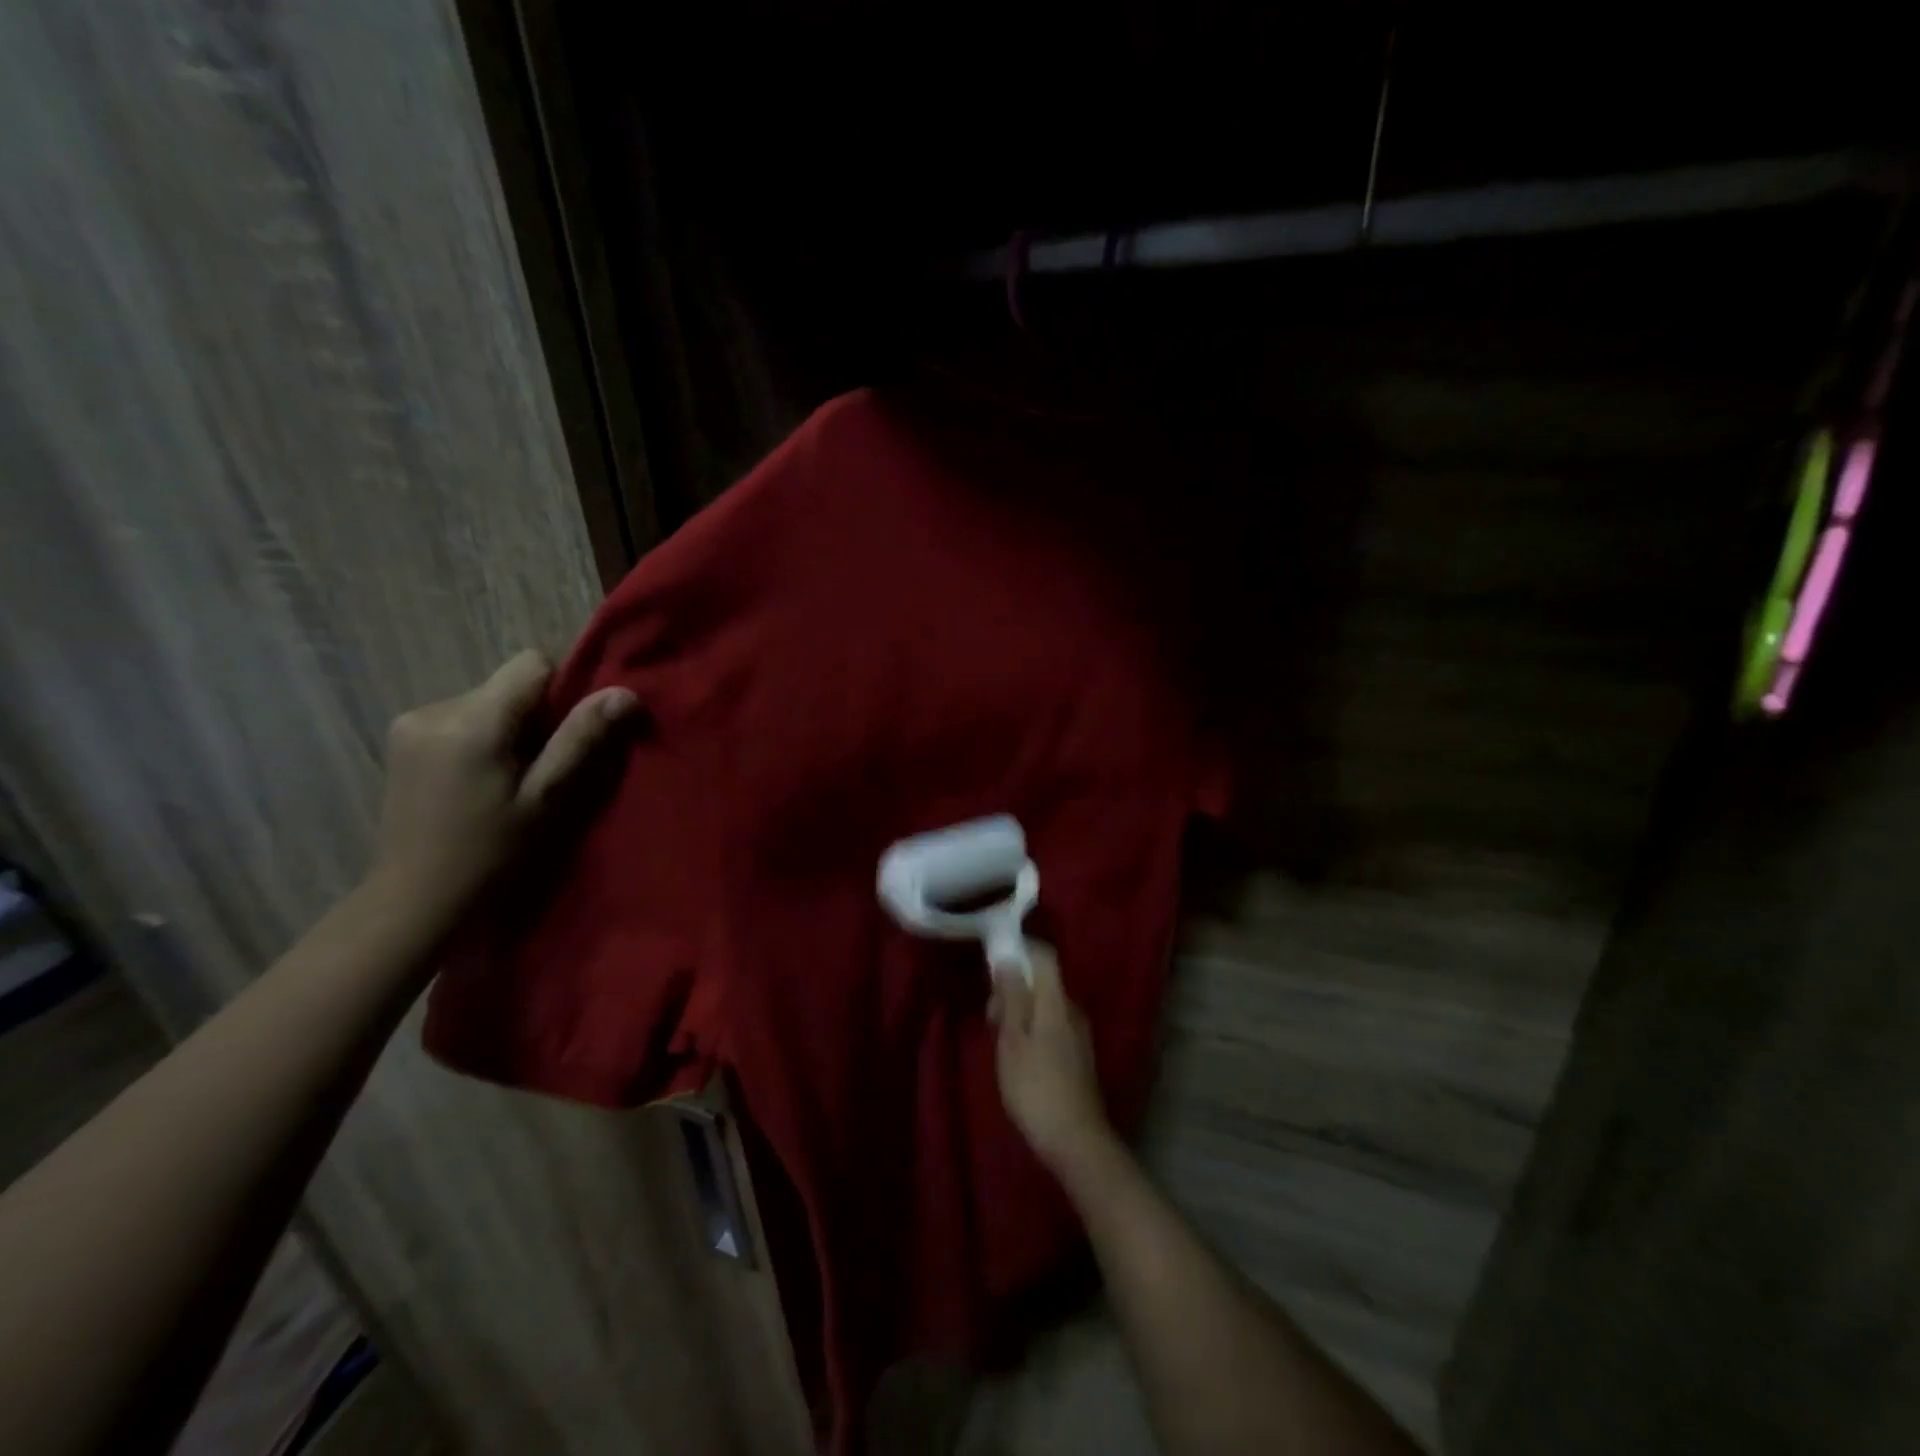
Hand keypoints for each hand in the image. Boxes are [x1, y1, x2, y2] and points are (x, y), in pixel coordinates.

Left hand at [372, 650, 637, 914]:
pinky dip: (484, 737)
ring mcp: (411, 723)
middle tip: (543, 769)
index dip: (563, 691)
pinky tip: (481, 780)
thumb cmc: (491, 854)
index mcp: (471, 722)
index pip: (532, 664)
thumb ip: (581, 739)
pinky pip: (463, 717)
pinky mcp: (402, 739)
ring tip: (511, 779)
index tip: (569, 736)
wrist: (416, 900)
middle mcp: (434, 709)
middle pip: (509, 684)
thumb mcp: (547, 799)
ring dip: (510, 728)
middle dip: (536, 716)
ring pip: (488, 700)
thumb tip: (624, 693)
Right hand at [991, 946, 1113, 1169]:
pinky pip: (1052, 1025)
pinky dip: (1032, 1028)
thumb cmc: (1035, 1087)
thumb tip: (1008, 957)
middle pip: (1043, 981)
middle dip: (1014, 987)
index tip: (993, 964)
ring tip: (999, 1039)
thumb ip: (1011, 996)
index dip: (1019, 951)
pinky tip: (1018, 1056)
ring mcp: (1079, 1034)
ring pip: (1046, 1004)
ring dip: (1021, 1011)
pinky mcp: (1078, 1056)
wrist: (1075, 1141)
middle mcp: (1073, 1010)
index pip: (1044, 955)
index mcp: (1056, 1001)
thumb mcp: (1012, 1040)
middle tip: (990, 1016)